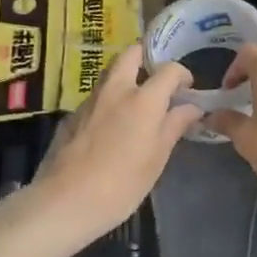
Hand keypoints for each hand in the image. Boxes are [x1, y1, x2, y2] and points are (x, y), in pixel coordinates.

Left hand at [24, 44, 200, 248]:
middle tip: (157, 76)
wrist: (65, 202)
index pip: (168, 70)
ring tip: (137, 102)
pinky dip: (109, 100)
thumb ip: (174, 126)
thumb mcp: (157, 158)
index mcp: (143, 99)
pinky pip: (96, 96)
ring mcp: (90, 100)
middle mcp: (116, 90)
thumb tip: (192, 107)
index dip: (182, 74)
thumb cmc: (121, 184)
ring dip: (126, 77)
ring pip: (110, 73)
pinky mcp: (72, 115)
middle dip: (146, 56)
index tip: (187, 88)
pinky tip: (112, 126)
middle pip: (130, 54)